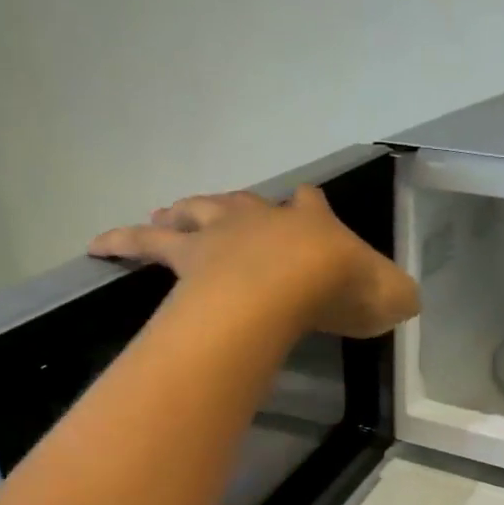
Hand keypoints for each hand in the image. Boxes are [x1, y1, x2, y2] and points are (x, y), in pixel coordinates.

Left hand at [88, 186, 417, 339]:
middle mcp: (262, 219)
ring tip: (167, 215)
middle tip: (227, 215)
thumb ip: (397, 295)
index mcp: (312, 223)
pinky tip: (98, 246)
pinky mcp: (188, 256)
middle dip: (240, 209)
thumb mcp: (388, 295)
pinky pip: (147, 245)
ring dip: (184, 213)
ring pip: (196, 213)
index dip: (312, 210)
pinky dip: (123, 242)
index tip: (310, 213)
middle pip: (245, 204)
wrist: (290, 284)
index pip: (312, 206)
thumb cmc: (339, 289)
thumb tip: (405, 300)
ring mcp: (221, 233)